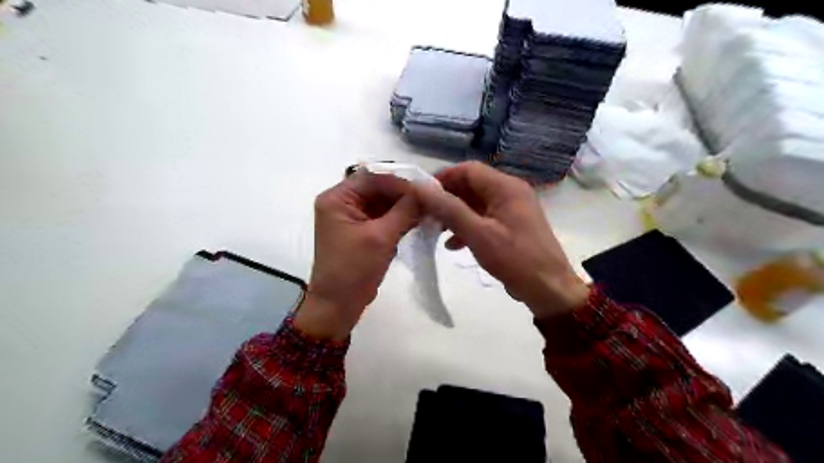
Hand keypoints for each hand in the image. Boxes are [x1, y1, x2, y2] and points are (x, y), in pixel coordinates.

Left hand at [295, 172, 418, 337]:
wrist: (338, 306)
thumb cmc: (353, 270)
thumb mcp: (381, 237)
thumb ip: (405, 211)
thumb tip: (428, 191)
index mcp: (338, 198)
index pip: (373, 178)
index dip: (401, 182)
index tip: (428, 188)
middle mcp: (343, 203)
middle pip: (379, 189)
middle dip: (405, 194)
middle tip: (433, 198)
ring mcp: (353, 218)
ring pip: (384, 203)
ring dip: (405, 207)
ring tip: (431, 208)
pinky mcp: (363, 231)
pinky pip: (384, 217)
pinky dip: (401, 219)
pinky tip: (420, 220)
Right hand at [415, 162, 588, 317]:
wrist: (548, 289)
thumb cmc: (515, 259)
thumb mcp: (478, 234)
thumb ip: (449, 209)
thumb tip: (420, 188)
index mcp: (505, 187)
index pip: (468, 170)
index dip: (442, 178)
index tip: (421, 195)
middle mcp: (510, 192)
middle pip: (471, 185)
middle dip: (446, 199)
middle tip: (424, 215)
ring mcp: (512, 209)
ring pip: (475, 203)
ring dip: (454, 214)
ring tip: (435, 230)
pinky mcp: (511, 226)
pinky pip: (484, 218)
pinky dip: (467, 227)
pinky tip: (453, 245)